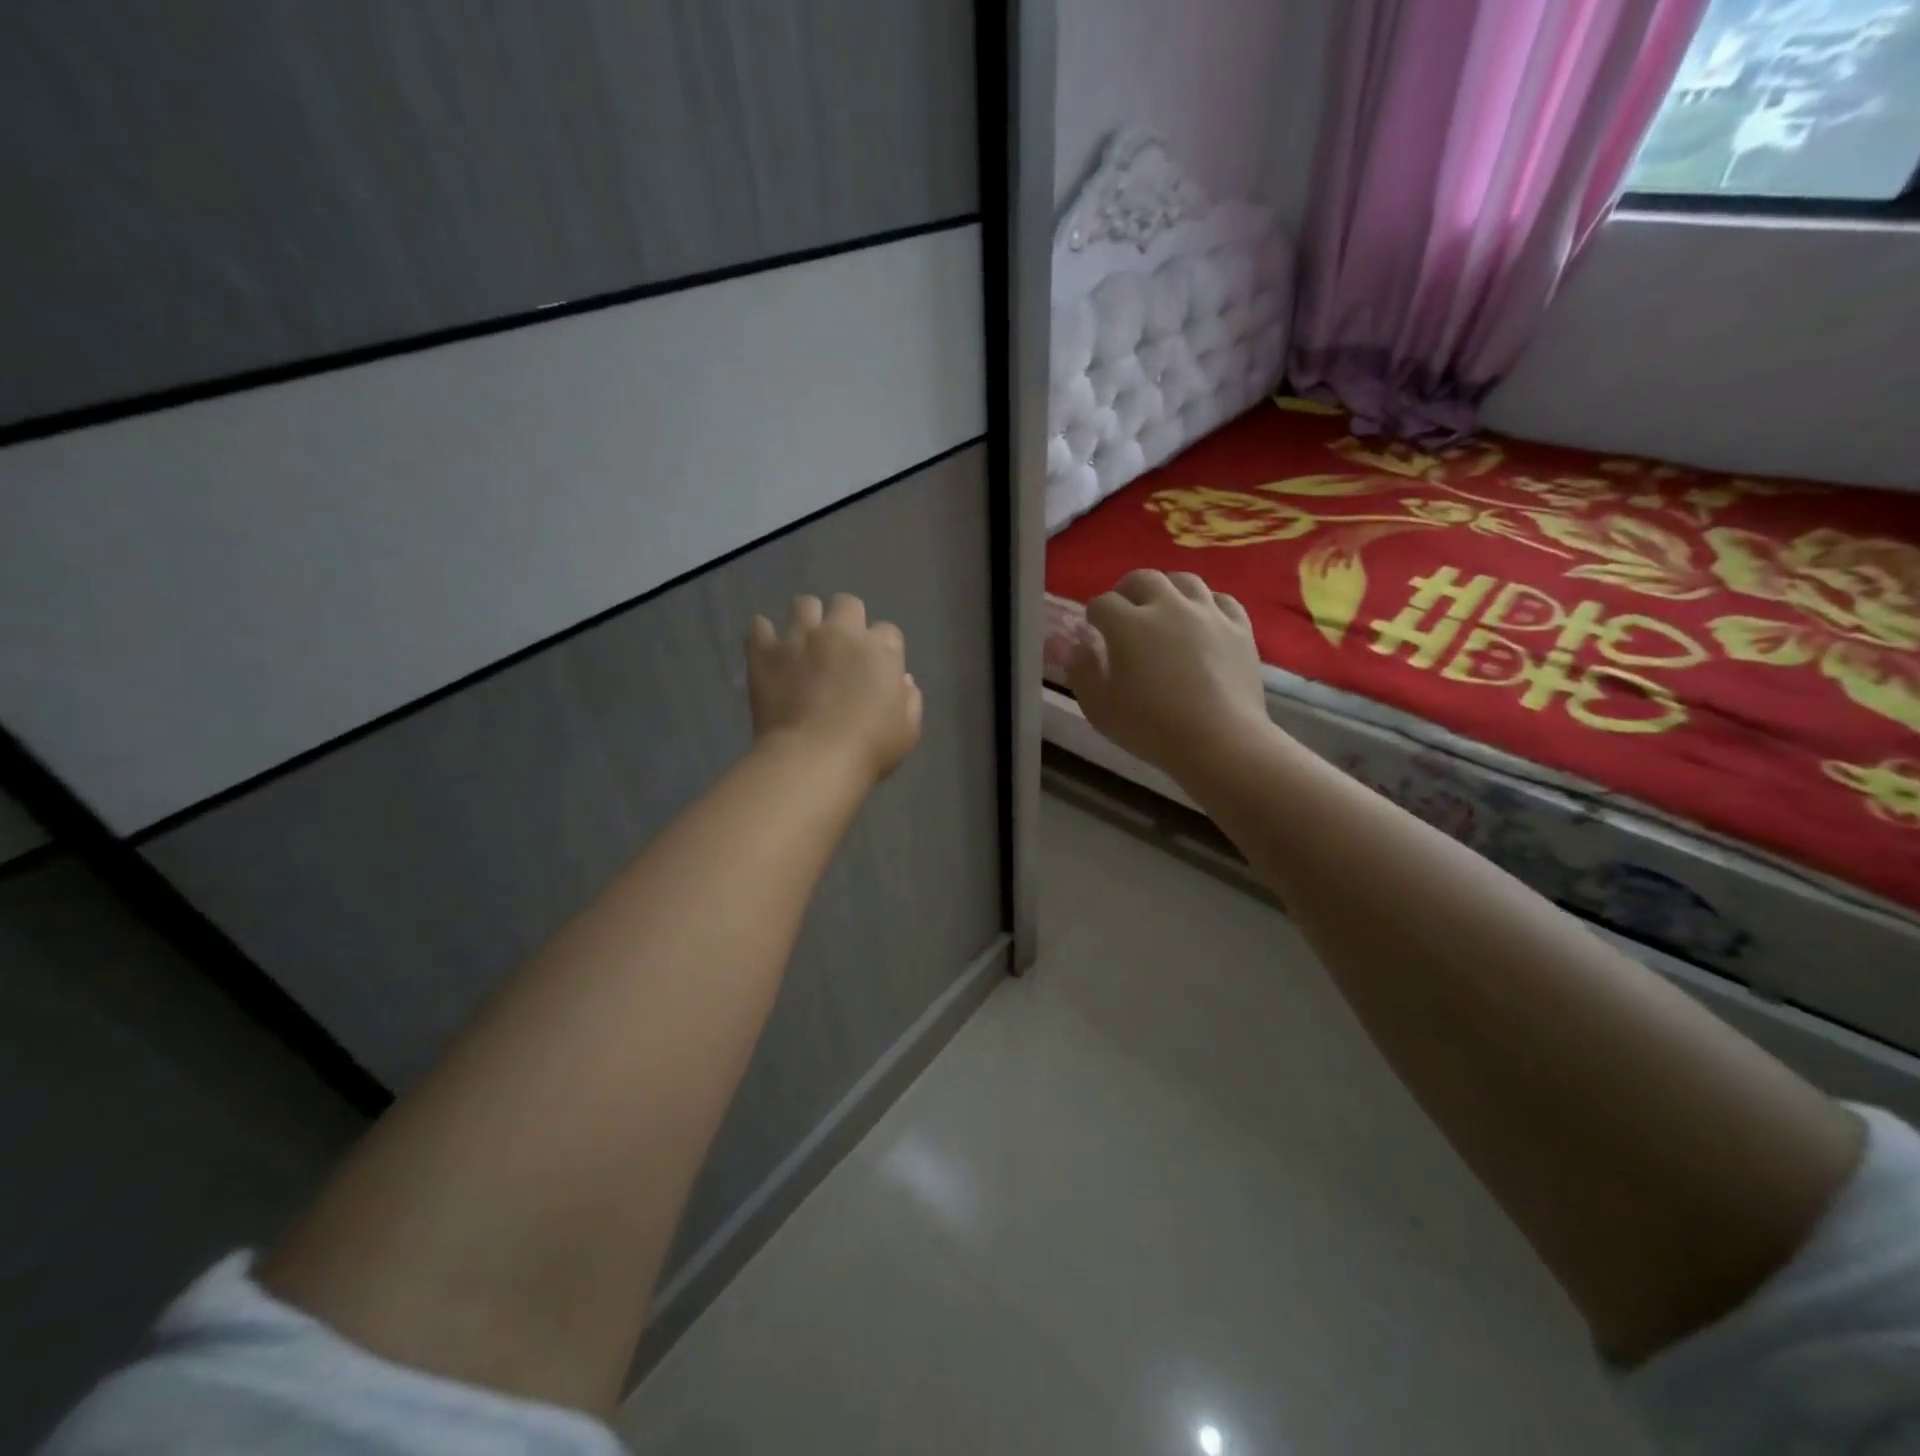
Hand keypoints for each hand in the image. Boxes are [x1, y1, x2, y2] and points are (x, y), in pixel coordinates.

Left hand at [748, 594, 923, 785]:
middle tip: (840, 645)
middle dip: (846, 618)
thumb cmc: (869, 748)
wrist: (813, 759)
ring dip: (807, 617)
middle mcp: (840, 633)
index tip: (876, 666)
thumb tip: (902, 681)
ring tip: (803, 640)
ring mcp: (799, 638)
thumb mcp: (908, 731)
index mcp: (879, 649)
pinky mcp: (765, 653)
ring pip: (804, 604)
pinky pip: (759, 627)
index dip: (883, 647)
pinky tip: (766, 647)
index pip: (888, 631)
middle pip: (847, 603)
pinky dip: (763, 633)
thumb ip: (910, 700)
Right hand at [1067, 570, 1270, 778]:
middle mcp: (1167, 606)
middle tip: (1125, 613)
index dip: (1094, 615)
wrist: (1220, 742)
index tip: (1093, 631)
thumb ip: (1080, 671)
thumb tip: (1073, 645)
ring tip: (1163, 608)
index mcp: (1128, 624)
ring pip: (1184, 580)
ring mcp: (1207, 613)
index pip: (1102, 603)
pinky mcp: (1239, 627)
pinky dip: (1206, 604)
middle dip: (1127, 591)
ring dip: (1167, 589)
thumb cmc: (1151, 728)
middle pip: (1142, 579)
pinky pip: (1221, 600)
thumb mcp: (1099, 708)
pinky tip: (1202, 619)